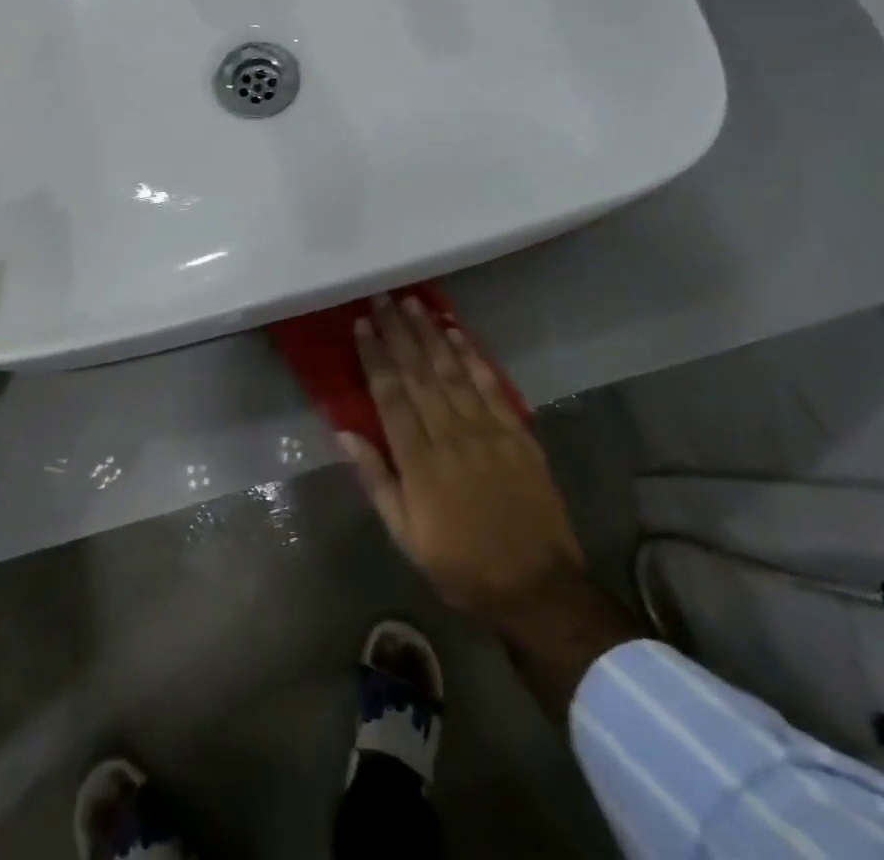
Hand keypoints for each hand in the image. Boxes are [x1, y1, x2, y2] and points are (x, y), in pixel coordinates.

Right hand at [342, 296, 642, 715]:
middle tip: (382, 298)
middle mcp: (450, 435)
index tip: (362, 325)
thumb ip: (376, 480)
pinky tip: (455, 332)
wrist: (537, 586)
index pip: (390, 396)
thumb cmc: (461, 565)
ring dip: (430, 333)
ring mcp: (487, 430)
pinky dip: (471, 355)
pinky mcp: (516, 432)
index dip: (375, 357)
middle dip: (398, 332)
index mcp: (419, 462)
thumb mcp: (406, 536)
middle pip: (418, 373)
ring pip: (451, 370)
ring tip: (413, 303)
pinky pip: (489, 385)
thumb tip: (345, 433)